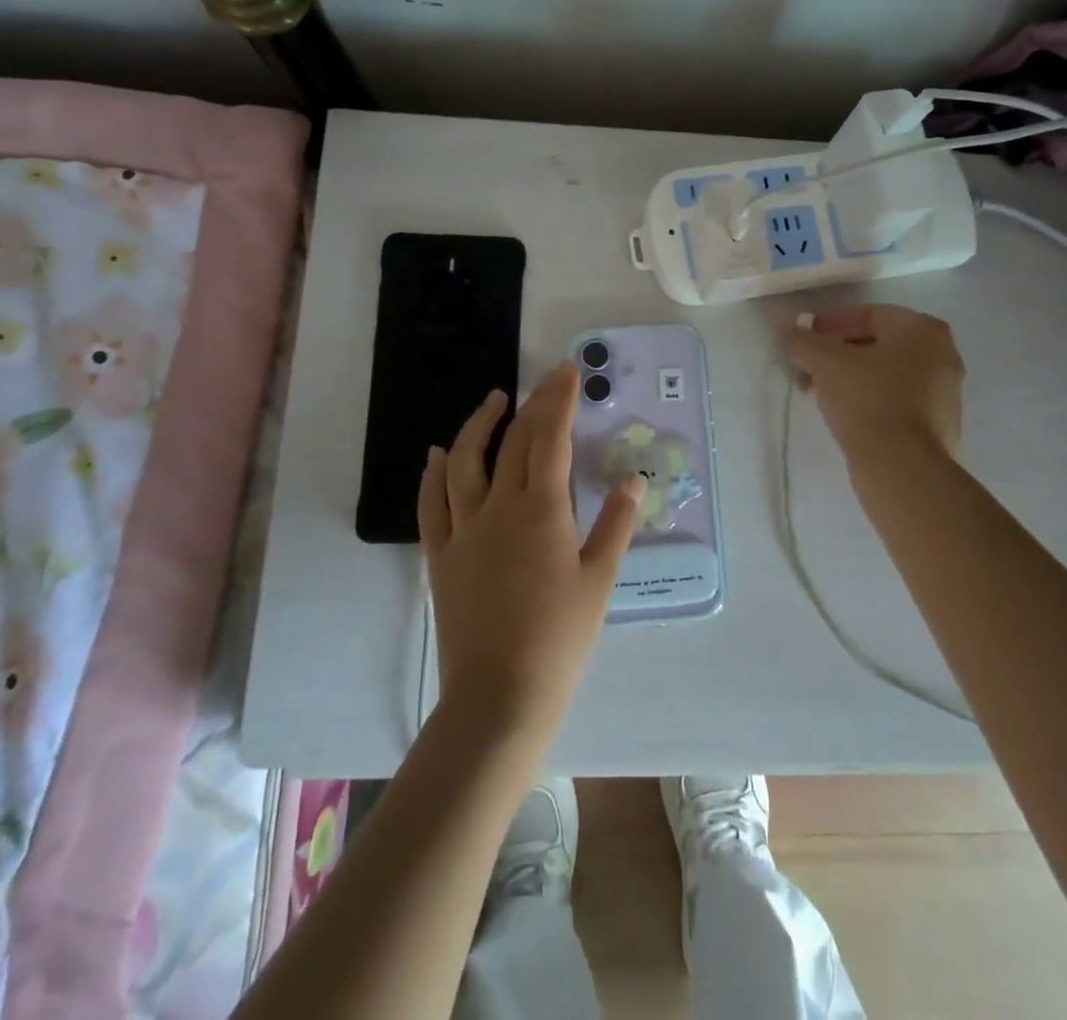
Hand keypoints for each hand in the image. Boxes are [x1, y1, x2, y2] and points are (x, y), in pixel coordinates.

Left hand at [418, 362, 645, 737]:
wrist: (499, 695)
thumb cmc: (560, 638)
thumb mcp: (599, 580)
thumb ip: (616, 524)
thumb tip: (634, 480)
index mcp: (541, 509)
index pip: (550, 437)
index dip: (559, 399)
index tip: (566, 371)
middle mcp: (498, 507)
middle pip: (513, 440)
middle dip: (532, 403)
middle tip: (546, 380)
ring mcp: (463, 529)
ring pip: (463, 461)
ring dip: (478, 425)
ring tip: (493, 400)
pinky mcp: (440, 554)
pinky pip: (431, 503)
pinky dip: (432, 473)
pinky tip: (437, 454)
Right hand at [784, 304, 963, 461]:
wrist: (902, 467)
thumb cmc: (867, 399)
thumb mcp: (823, 362)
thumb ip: (801, 341)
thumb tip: (787, 333)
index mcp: (924, 330)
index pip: (868, 314)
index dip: (830, 324)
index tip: (804, 341)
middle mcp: (944, 355)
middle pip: (877, 345)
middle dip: (837, 354)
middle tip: (807, 370)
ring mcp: (946, 394)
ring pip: (886, 375)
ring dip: (851, 379)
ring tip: (820, 395)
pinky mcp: (939, 427)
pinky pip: (897, 403)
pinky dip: (870, 402)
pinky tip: (845, 417)